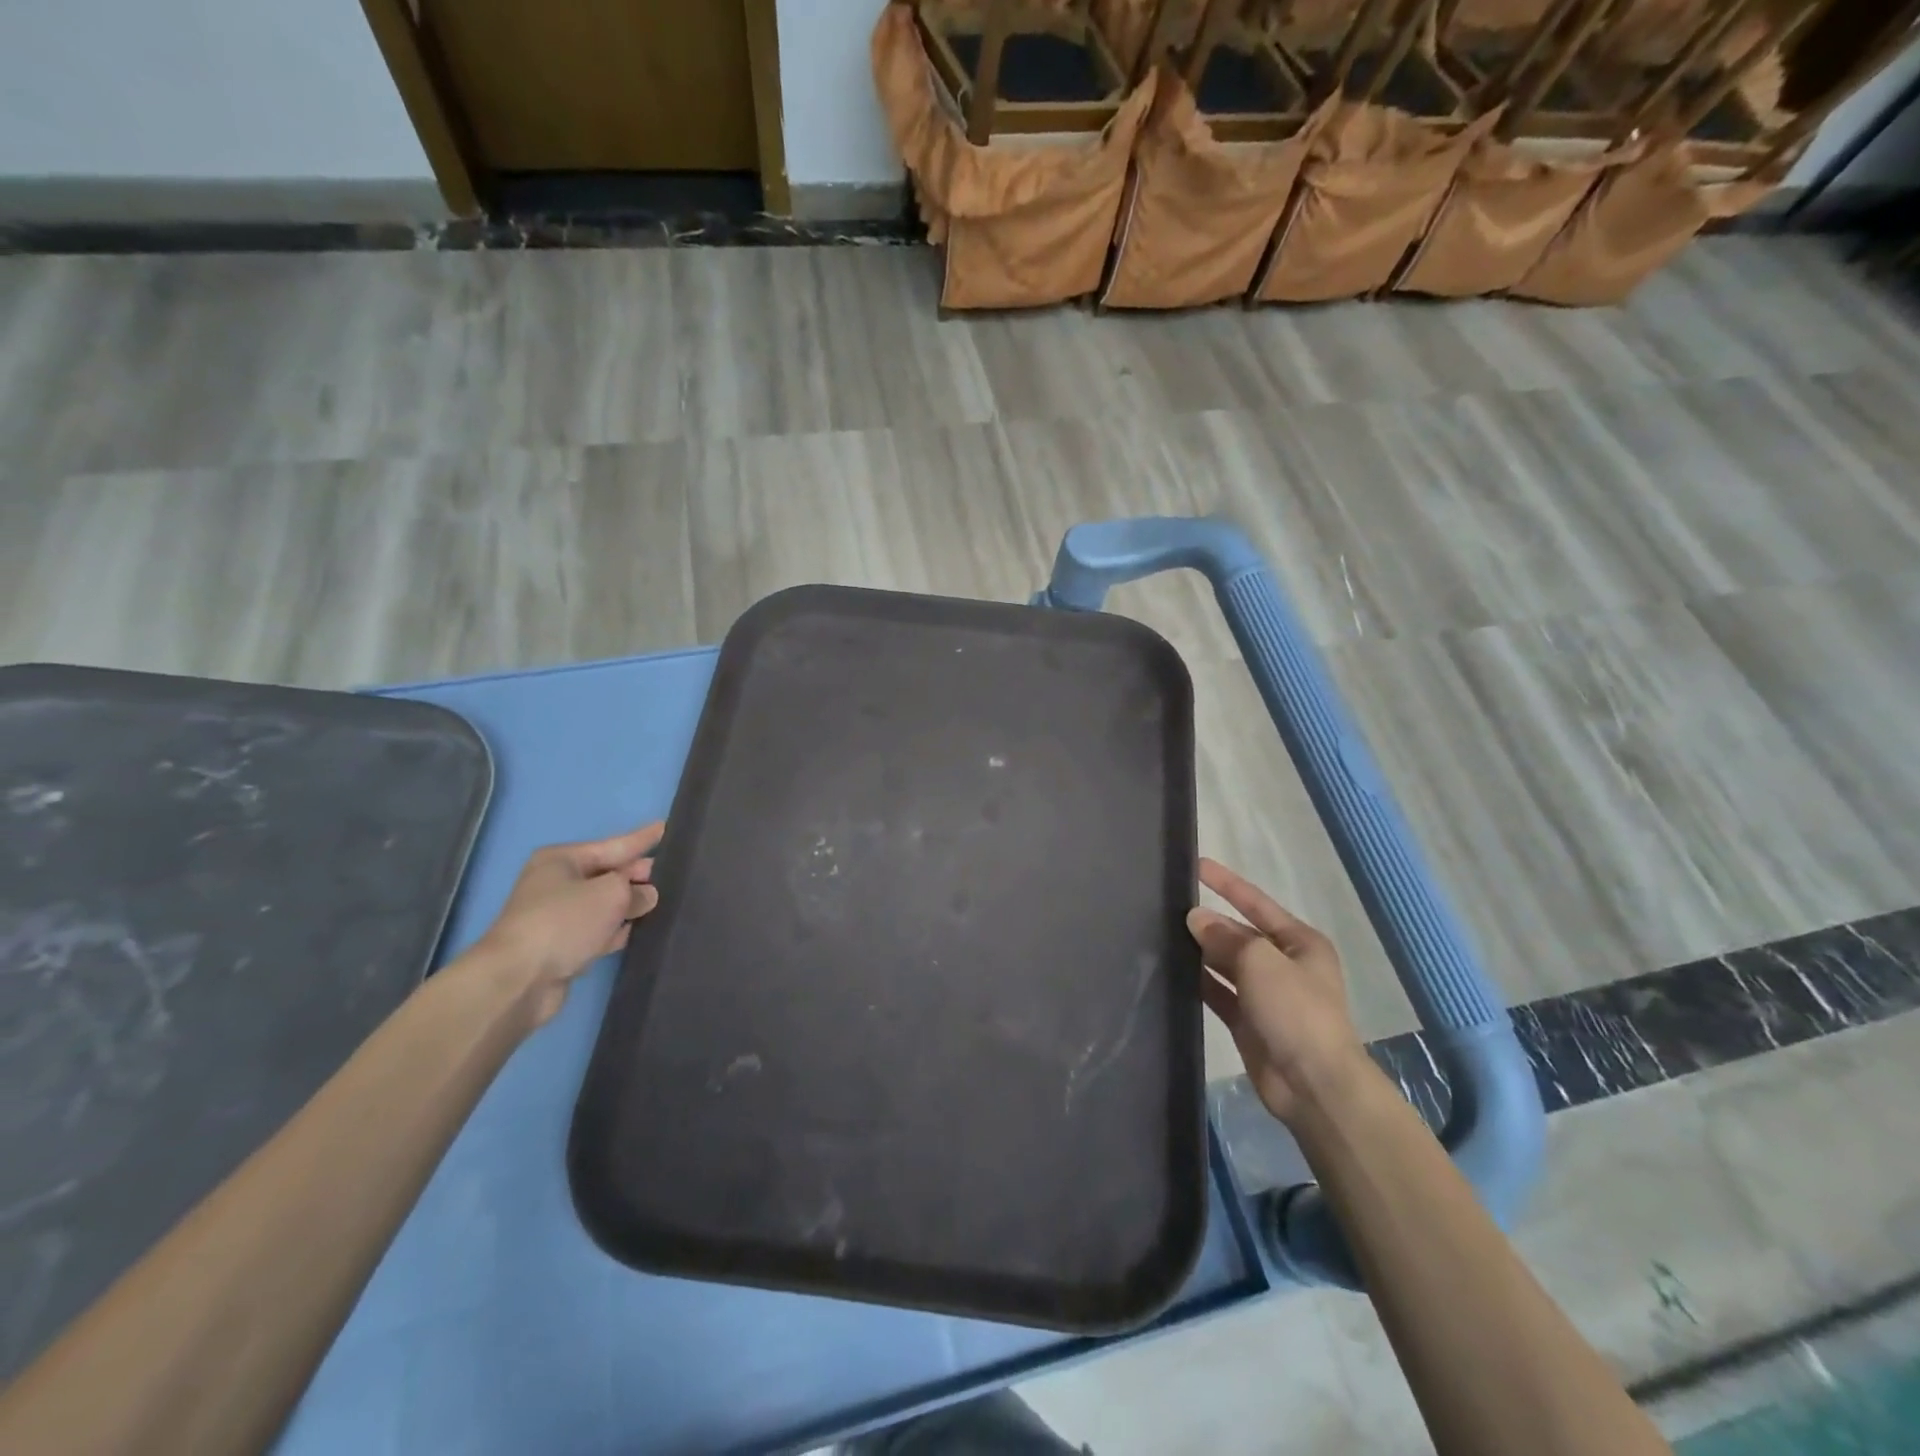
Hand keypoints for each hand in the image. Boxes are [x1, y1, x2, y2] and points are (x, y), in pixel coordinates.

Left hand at [477, 823, 663, 1027]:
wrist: (518, 980)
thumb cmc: (564, 921)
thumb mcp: (611, 894)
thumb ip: (636, 890)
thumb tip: (647, 895)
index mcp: (562, 860)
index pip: (614, 845)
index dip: (643, 839)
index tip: (667, 827)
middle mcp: (557, 884)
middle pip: (608, 874)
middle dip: (638, 874)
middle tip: (674, 872)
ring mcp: (558, 917)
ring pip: (605, 904)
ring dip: (631, 905)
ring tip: (667, 899)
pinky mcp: (563, 947)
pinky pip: (599, 930)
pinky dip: (618, 930)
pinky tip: (642, 929)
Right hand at [1187, 858, 1369, 1125]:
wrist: (1314, 1085)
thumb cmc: (1296, 1011)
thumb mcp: (1261, 962)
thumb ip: (1225, 937)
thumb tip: (1196, 918)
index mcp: (1300, 943)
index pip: (1256, 902)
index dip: (1227, 883)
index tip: (1196, 865)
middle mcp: (1284, 964)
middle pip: (1239, 934)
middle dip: (1209, 922)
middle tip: (1166, 908)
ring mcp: (1266, 995)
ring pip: (1226, 963)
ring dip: (1201, 952)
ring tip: (1162, 934)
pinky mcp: (1249, 1021)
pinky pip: (1219, 992)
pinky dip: (1199, 981)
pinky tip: (1172, 971)